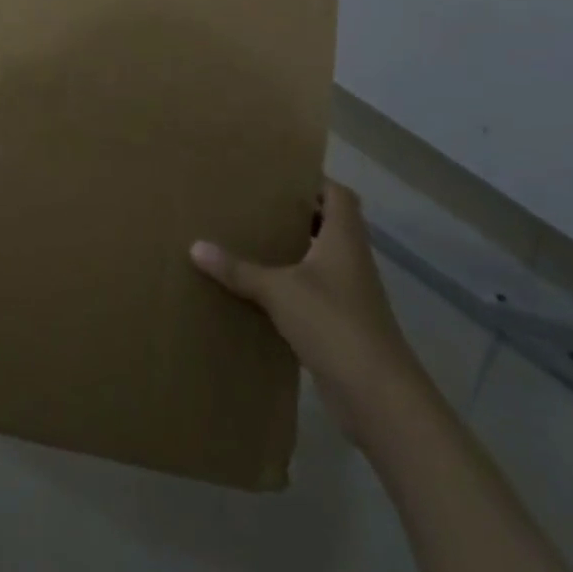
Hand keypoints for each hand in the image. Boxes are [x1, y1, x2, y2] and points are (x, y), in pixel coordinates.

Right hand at [191, 181, 430, 443]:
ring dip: (292, 250)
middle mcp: (350, 260)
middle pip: (328, 225)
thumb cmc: (333, 323)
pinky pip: (313, 292)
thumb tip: (195, 246)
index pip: (338, 195)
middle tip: (255, 204)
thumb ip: (238, 269)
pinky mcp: (341, 325)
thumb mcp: (278, 291)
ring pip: (320, 259)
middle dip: (296, 214)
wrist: (377, 395)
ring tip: (251, 240)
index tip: (278, 176)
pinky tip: (259, 289)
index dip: (313, 181)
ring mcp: (349, 294)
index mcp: (344, 239)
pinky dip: (290, 286)